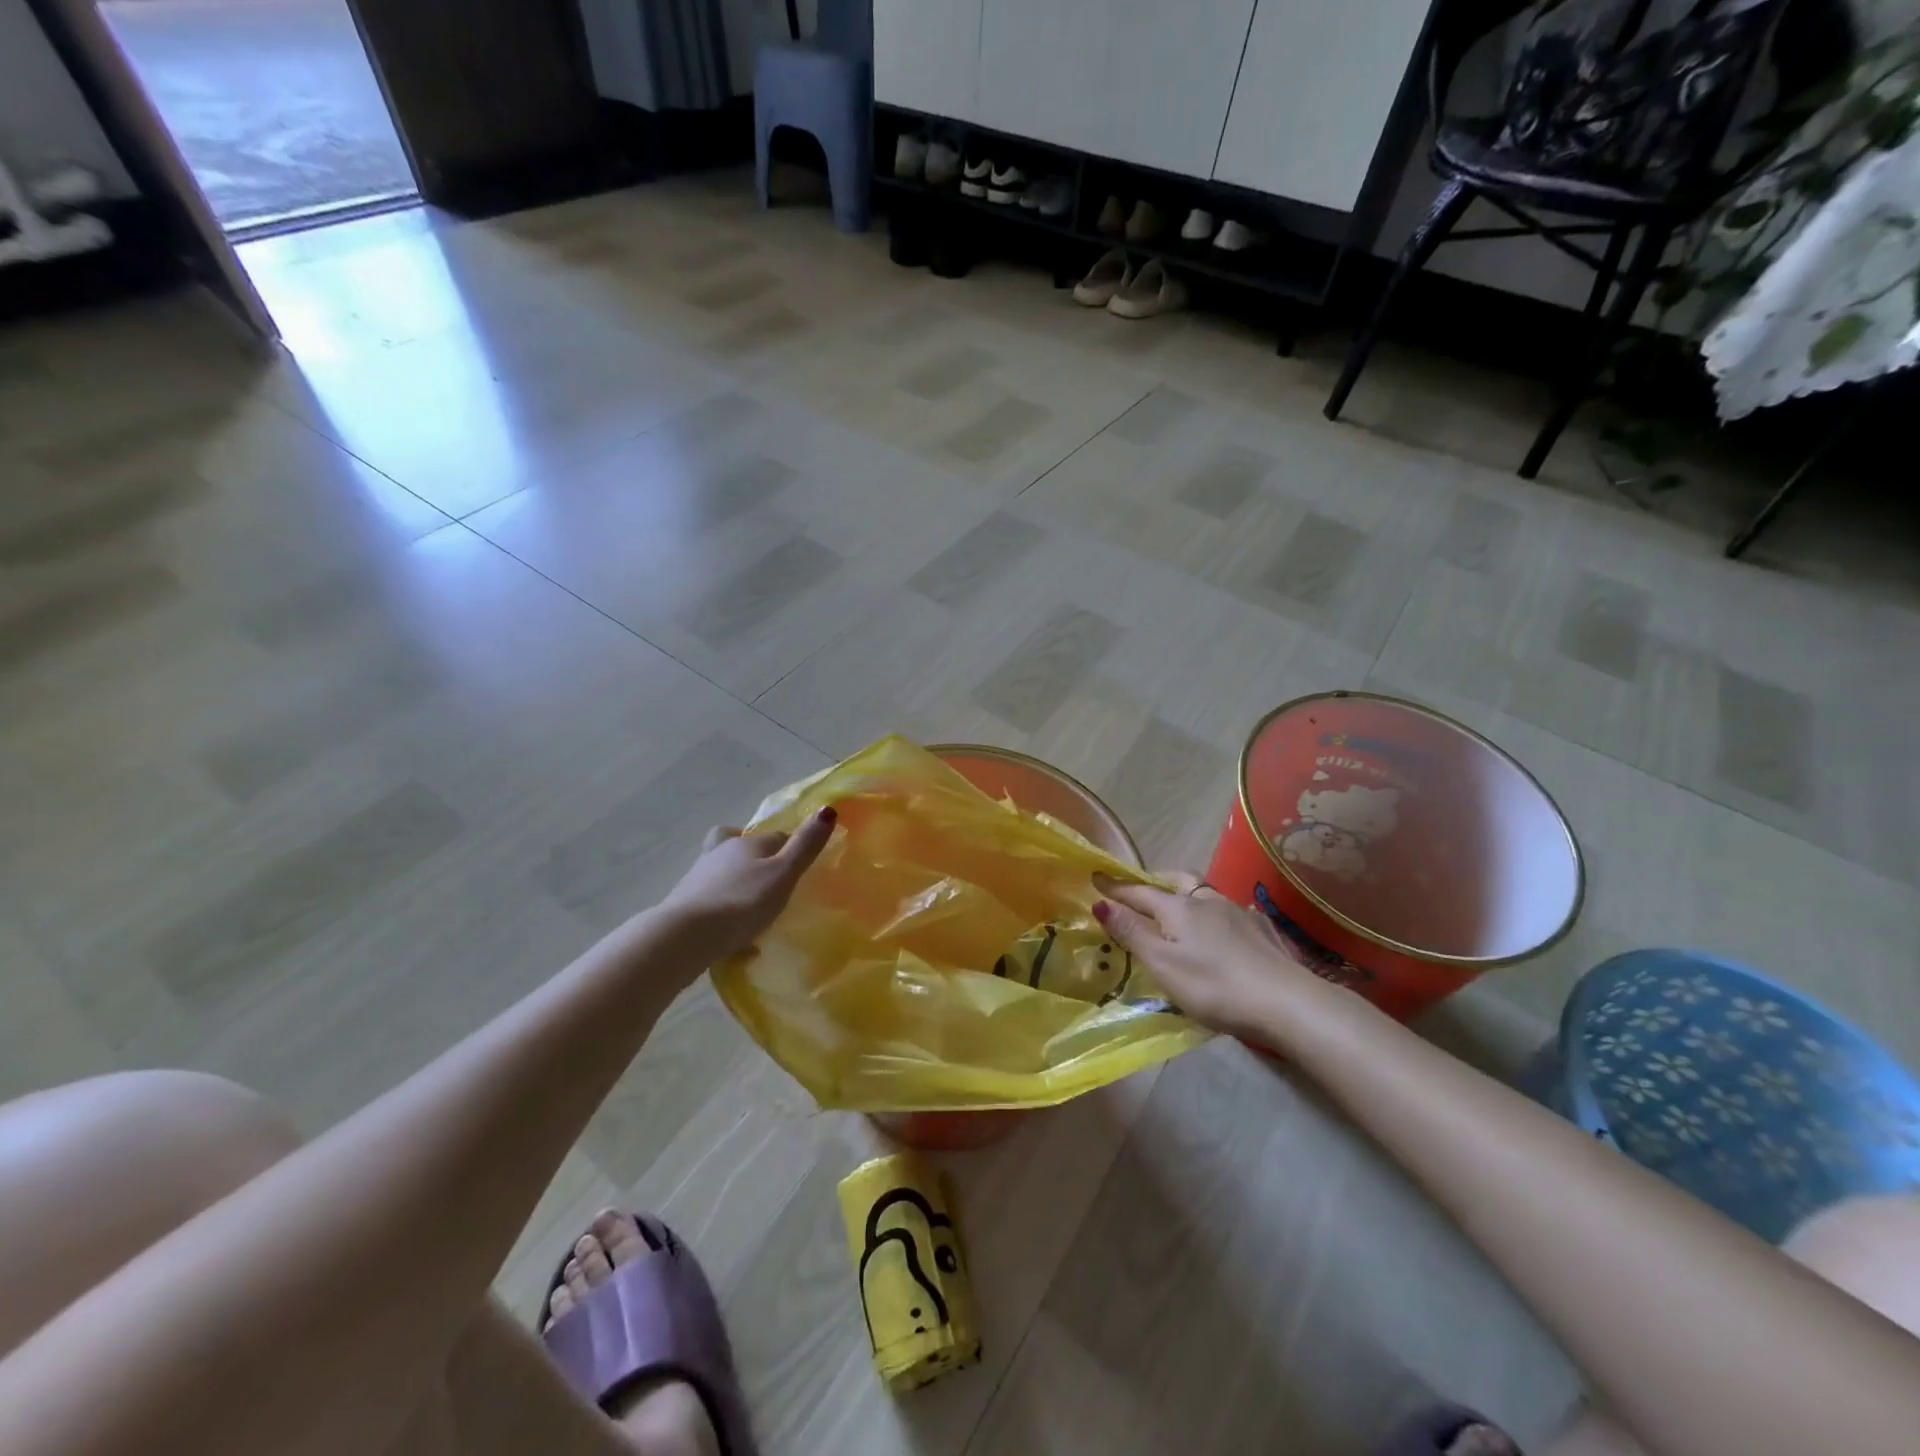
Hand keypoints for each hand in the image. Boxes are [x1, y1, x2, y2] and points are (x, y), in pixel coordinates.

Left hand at [658, 807, 837, 963]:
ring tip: (754, 909)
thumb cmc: (742, 901)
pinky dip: (724, 910)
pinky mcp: (685, 902)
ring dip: (738, 884)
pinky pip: (712, 900)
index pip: (776, 837)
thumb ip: (805, 845)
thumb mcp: (783, 874)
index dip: (790, 848)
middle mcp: (721, 852)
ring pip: (723, 872)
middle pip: (743, 848)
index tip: (800, 868)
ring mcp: (699, 876)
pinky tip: (735, 935)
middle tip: (774, 883)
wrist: (685, 935)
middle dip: (758, 861)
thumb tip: (827, 808)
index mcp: (747, 842)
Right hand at [1091, 871, 1329, 1039]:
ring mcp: (1239, 912)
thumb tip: (1101, 903)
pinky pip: (1231, 911)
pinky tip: (1223, 927)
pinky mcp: (1263, 929)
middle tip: (1142, 886)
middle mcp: (1207, 901)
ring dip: (1187, 893)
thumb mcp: (1163, 964)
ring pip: (1206, 893)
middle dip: (1155, 880)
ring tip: (1181, 905)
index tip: (1097, 878)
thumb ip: (1132, 933)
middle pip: (1177, 880)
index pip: (1139, 892)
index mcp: (1179, 908)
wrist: (1286, 1001)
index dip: (1116, 888)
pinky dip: (1216, 913)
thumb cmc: (1214, 986)